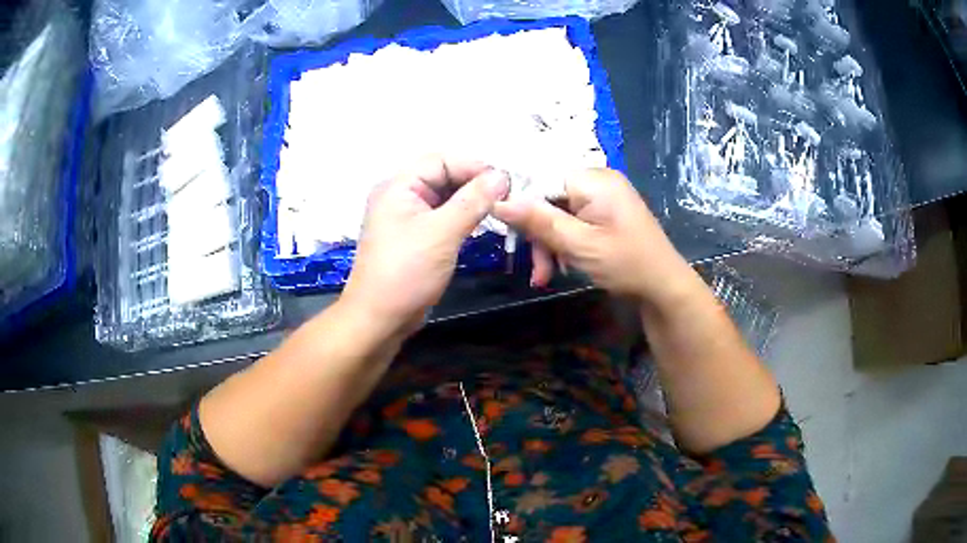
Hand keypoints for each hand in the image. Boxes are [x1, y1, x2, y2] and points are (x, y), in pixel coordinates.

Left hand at [341, 156, 509, 337]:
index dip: (474, 167)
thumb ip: (473, 200)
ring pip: (445, 197)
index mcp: (398, 186)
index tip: (505, 183)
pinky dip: (461, 218)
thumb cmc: (406, 272)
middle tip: (506, 199)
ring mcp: (406, 217)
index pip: (441, 160)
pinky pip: (442, 217)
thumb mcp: (442, 233)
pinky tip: (479, 225)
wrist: (380, 319)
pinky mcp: (415, 237)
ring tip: (498, 211)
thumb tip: (502, 176)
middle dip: (474, 184)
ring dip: (470, 201)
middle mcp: (400, 195)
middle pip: (443, 176)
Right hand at [493, 168, 693, 305]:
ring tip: (547, 276)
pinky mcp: (603, 213)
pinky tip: (562, 266)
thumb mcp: (578, 245)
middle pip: (548, 198)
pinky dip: (563, 243)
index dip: (520, 203)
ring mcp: (601, 197)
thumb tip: (498, 201)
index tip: (508, 234)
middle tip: (537, 270)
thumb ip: (538, 221)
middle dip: (538, 234)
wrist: (664, 287)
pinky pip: (572, 221)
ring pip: (557, 213)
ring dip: (548, 244)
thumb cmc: (626, 264)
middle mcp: (596, 181)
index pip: (541, 177)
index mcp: (593, 179)